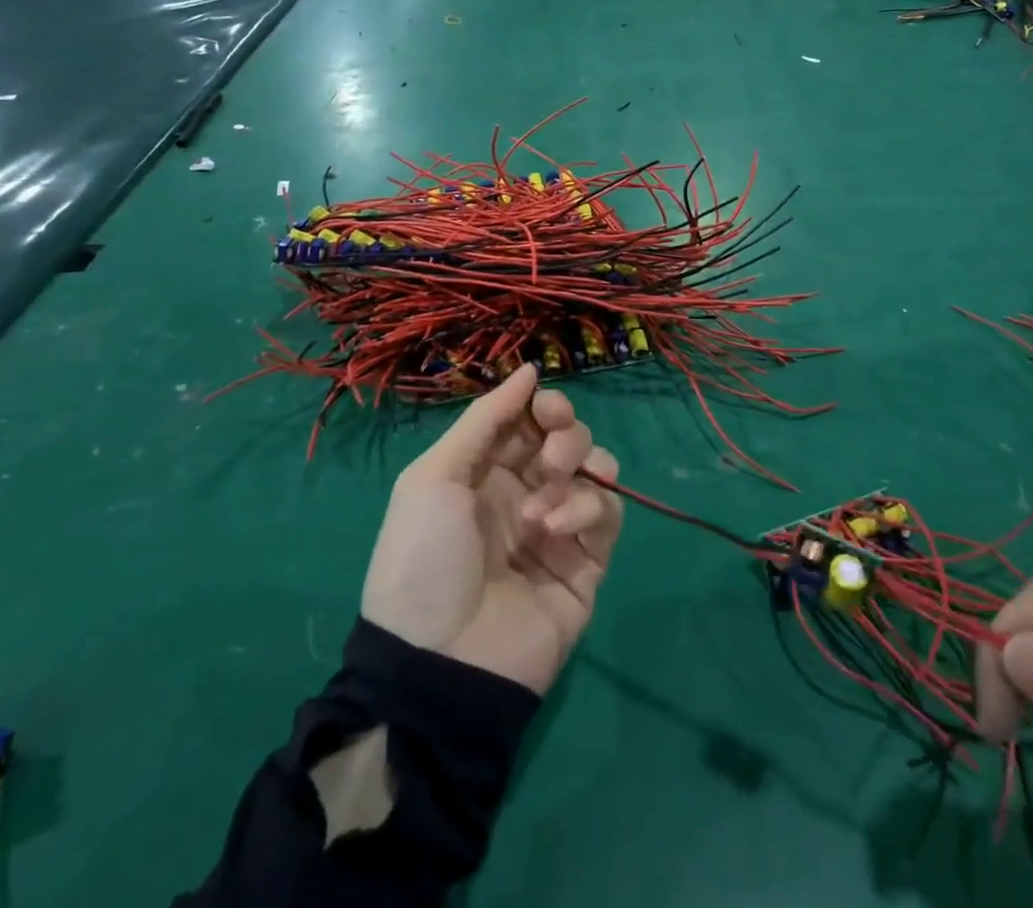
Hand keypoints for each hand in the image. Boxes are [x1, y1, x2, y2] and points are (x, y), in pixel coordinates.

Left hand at [360, 365, 622, 693]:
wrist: (438, 663)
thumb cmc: (425, 558)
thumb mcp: (434, 477)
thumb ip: (485, 418)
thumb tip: (529, 369)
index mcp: (486, 470)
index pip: (531, 420)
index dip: (545, 406)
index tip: (547, 408)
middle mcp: (526, 491)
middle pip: (568, 438)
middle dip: (565, 436)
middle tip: (548, 459)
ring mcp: (559, 526)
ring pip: (595, 469)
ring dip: (577, 471)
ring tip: (544, 505)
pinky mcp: (587, 561)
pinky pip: (607, 513)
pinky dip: (587, 508)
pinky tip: (556, 529)